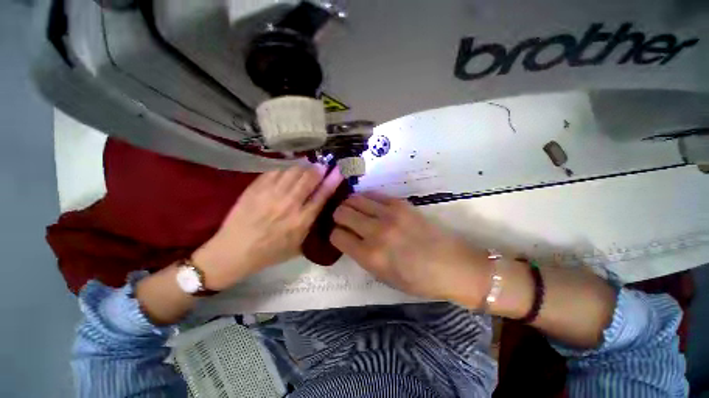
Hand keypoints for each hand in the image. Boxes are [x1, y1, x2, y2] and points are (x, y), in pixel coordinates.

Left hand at [193, 165, 341, 290]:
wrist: (234, 251)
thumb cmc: (270, 253)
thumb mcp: (298, 246)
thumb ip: (312, 228)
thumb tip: (322, 209)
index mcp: (301, 220)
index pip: (322, 195)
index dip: (332, 181)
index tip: (338, 171)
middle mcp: (289, 204)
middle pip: (308, 178)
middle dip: (318, 169)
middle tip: (321, 167)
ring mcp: (271, 194)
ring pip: (292, 171)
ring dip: (303, 168)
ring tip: (305, 168)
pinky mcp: (256, 188)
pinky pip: (274, 172)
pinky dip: (284, 170)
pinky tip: (286, 173)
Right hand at [329, 193, 490, 303]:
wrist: (453, 265)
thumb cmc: (418, 280)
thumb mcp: (383, 277)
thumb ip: (361, 256)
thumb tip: (348, 238)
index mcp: (370, 256)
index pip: (337, 236)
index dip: (335, 235)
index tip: (340, 236)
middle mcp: (376, 232)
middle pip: (341, 212)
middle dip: (338, 217)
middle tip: (344, 221)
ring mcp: (389, 214)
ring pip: (354, 199)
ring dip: (349, 204)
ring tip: (354, 210)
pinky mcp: (400, 204)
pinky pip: (373, 194)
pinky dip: (365, 199)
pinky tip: (369, 205)